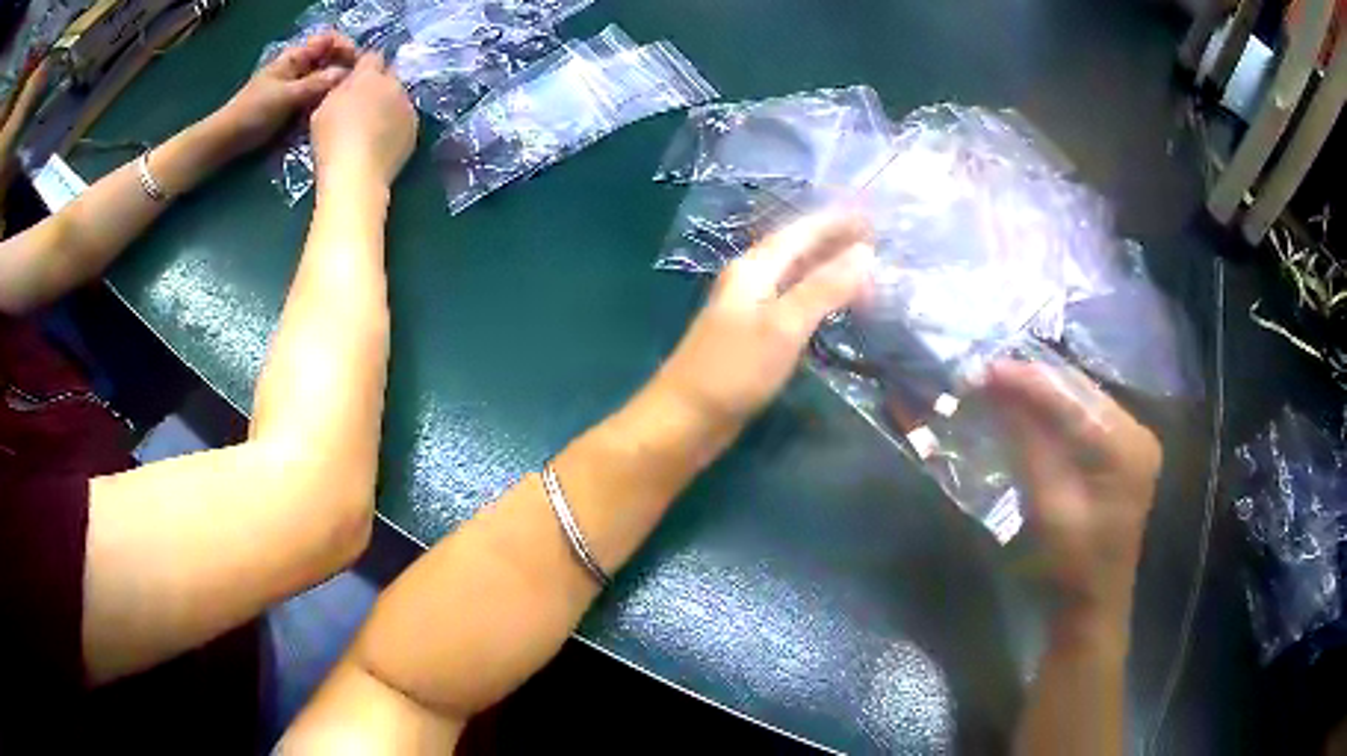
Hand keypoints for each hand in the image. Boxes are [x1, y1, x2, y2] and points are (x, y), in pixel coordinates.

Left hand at [210, 32, 356, 156]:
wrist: (227, 139)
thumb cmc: (253, 112)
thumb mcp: (287, 95)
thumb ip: (316, 84)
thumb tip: (345, 74)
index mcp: (295, 57)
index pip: (328, 40)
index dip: (344, 46)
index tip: (356, 63)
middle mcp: (297, 68)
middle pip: (328, 60)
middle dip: (343, 69)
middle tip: (355, 86)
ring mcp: (294, 87)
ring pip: (323, 81)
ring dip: (334, 89)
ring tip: (345, 102)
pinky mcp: (291, 106)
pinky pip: (314, 99)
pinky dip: (323, 103)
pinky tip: (329, 113)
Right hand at [311, 52, 417, 187]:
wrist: (357, 174)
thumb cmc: (331, 140)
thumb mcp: (323, 108)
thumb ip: (340, 89)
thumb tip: (349, 82)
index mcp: (369, 75)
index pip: (372, 57)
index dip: (363, 67)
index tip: (353, 80)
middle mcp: (394, 84)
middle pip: (388, 76)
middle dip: (377, 85)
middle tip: (361, 104)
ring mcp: (408, 107)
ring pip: (398, 98)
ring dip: (388, 105)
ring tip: (372, 127)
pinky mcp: (415, 129)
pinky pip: (404, 120)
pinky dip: (394, 125)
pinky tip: (382, 142)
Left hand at [654, 212, 874, 433]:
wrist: (686, 418)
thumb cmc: (734, 369)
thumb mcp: (784, 325)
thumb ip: (825, 287)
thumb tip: (865, 253)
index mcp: (754, 268)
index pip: (801, 232)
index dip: (835, 222)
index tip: (871, 216)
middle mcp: (749, 279)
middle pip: (797, 249)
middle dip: (834, 241)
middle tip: (875, 241)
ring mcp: (748, 307)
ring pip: (794, 275)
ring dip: (827, 268)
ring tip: (862, 269)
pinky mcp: (751, 335)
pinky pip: (791, 302)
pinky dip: (817, 296)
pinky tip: (830, 306)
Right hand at [984, 361, 1161, 630]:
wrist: (1091, 608)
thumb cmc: (1071, 569)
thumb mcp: (1048, 508)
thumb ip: (1029, 445)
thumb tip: (997, 393)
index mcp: (1126, 448)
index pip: (1073, 398)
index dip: (1026, 381)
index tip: (981, 371)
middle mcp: (1136, 433)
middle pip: (1079, 393)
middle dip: (1030, 383)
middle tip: (983, 378)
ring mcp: (1131, 443)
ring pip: (1079, 402)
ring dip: (1039, 395)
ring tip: (997, 389)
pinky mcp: (1121, 454)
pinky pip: (1083, 420)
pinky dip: (1051, 415)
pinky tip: (1025, 412)